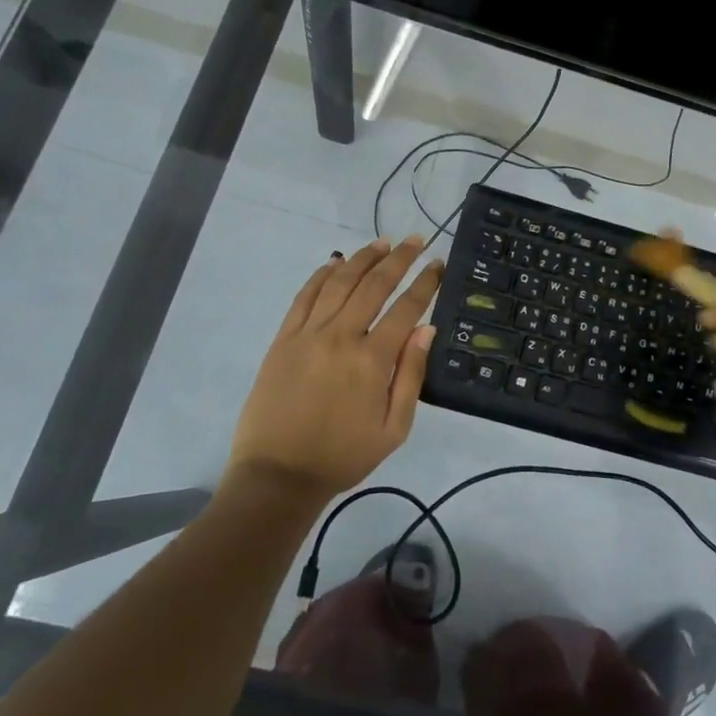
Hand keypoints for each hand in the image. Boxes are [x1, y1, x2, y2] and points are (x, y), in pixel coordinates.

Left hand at [230, 236, 443, 502]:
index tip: (438, 263)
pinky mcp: (283, 339)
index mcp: (372, 360)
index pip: (406, 308)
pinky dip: (322, 275)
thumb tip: (426, 329)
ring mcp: (307, 334)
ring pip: (339, 282)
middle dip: (398, 259)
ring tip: (382, 242)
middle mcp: (340, 336)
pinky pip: (305, 296)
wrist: (277, 475)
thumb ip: (410, 375)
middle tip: (415, 240)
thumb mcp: (393, 428)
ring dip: (363, 258)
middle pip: (374, 285)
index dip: (425, 283)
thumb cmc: (343, 456)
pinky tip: (336, 262)